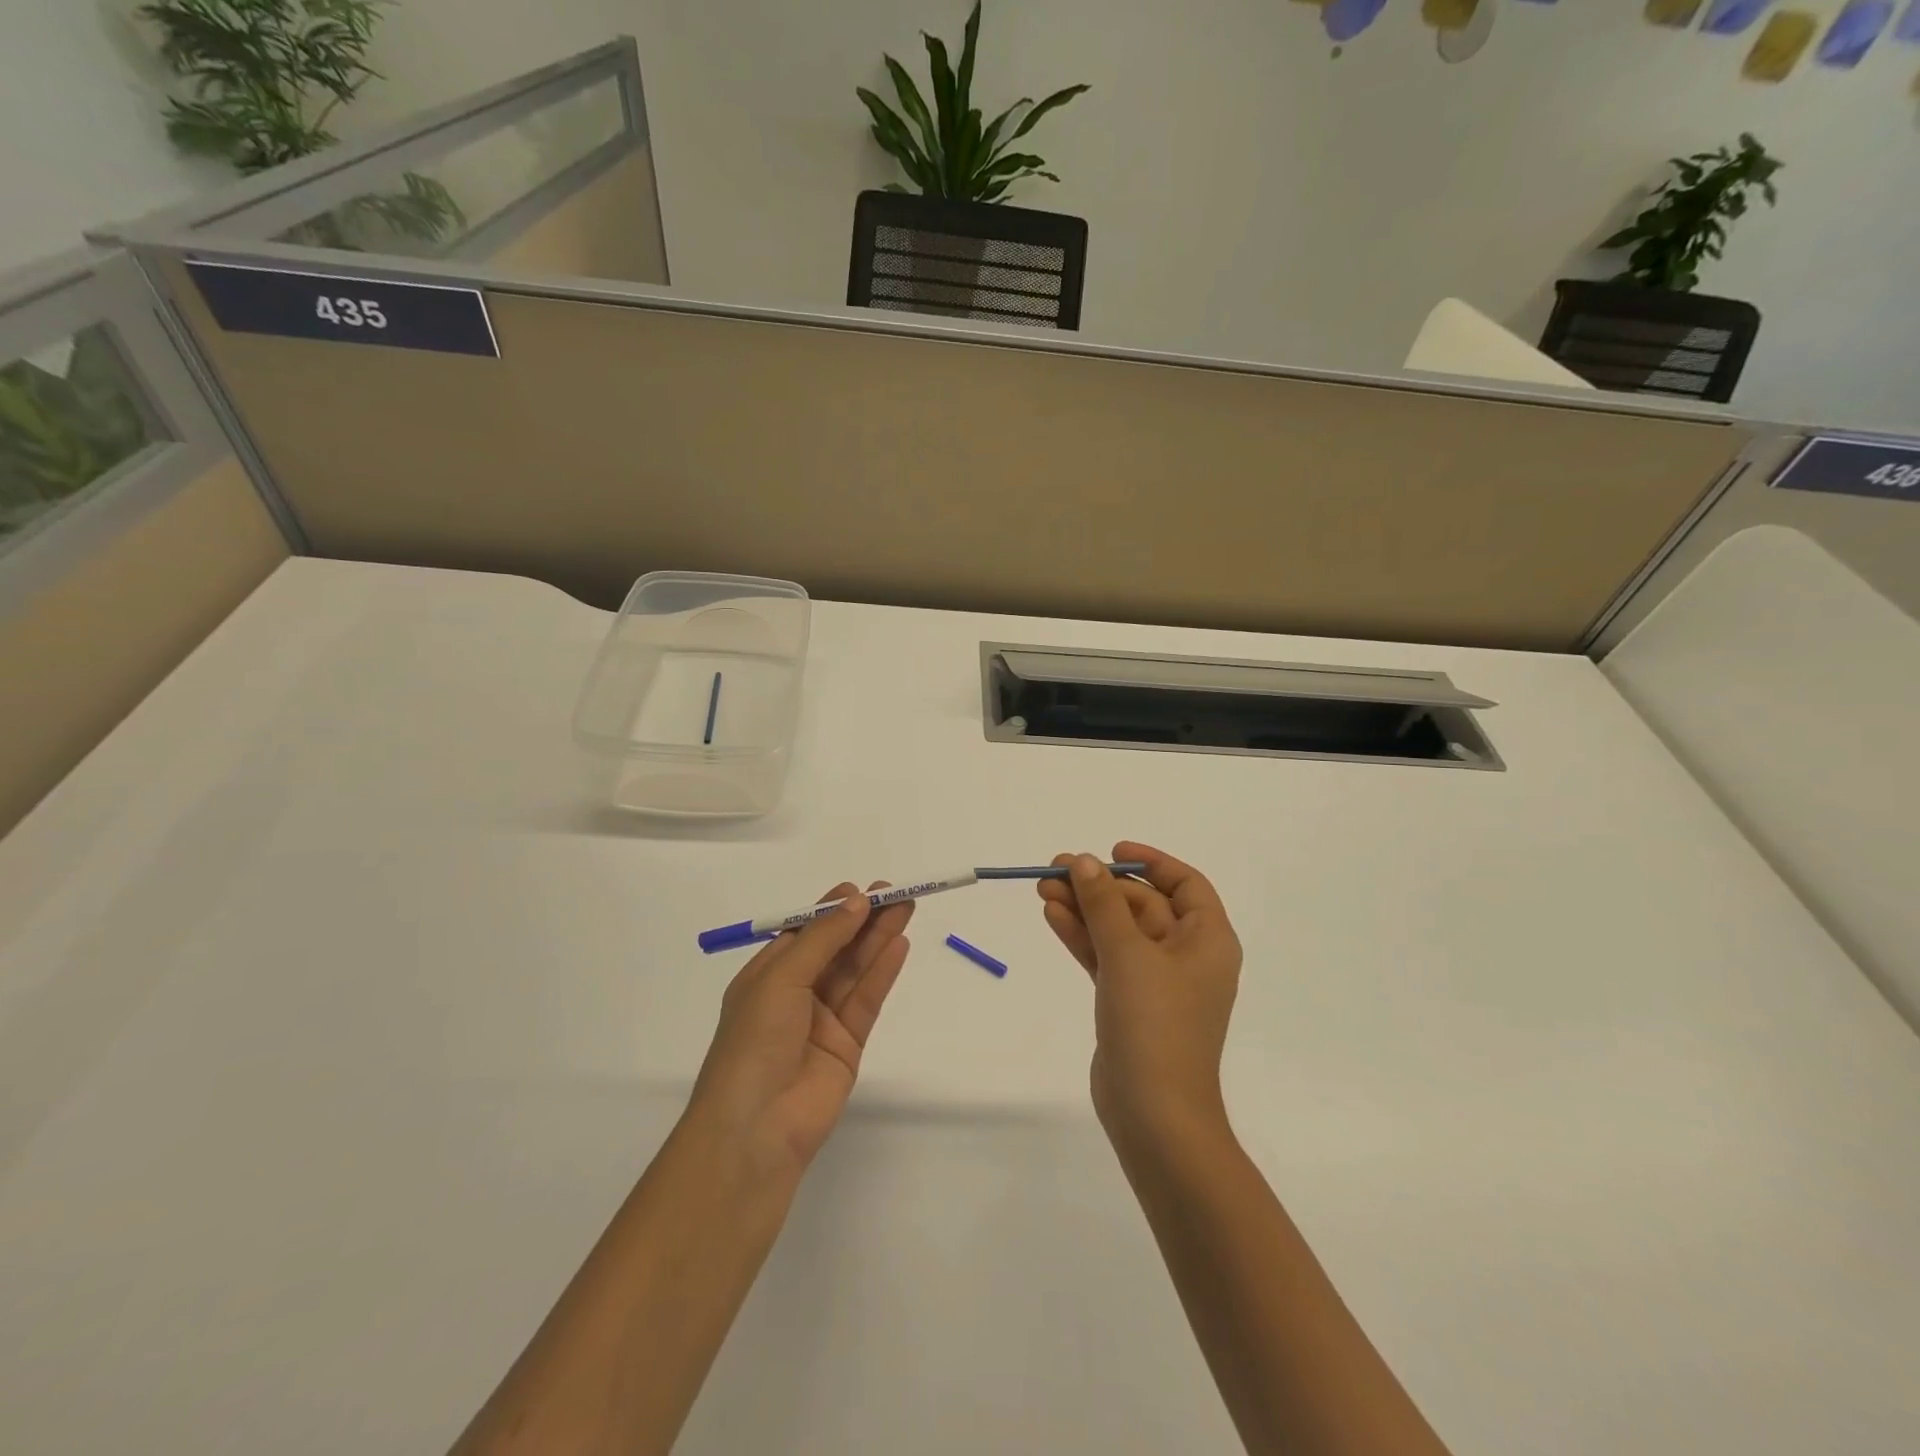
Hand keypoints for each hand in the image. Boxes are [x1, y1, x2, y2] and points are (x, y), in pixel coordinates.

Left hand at [686, 882, 911, 1183]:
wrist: (755, 1131)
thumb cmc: (754, 1043)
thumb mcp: (781, 979)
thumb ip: (823, 940)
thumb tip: (856, 901)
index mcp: (766, 977)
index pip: (804, 933)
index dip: (832, 910)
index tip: (862, 889)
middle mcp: (794, 995)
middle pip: (836, 948)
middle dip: (863, 920)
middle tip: (895, 893)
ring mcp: (822, 1021)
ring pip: (855, 971)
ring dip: (878, 939)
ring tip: (906, 908)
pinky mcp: (848, 1045)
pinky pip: (867, 1000)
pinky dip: (883, 972)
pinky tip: (900, 945)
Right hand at [1038, 843, 1242, 1144]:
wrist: (1154, 1115)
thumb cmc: (1155, 1023)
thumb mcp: (1128, 952)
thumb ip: (1103, 903)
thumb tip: (1084, 861)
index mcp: (1207, 939)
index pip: (1185, 884)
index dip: (1150, 862)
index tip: (1111, 851)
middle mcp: (1186, 956)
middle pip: (1142, 905)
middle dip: (1100, 887)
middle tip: (1055, 869)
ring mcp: (1156, 982)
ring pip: (1118, 931)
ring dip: (1084, 909)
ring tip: (1042, 889)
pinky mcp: (1129, 1003)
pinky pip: (1105, 957)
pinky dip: (1082, 937)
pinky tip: (1052, 916)